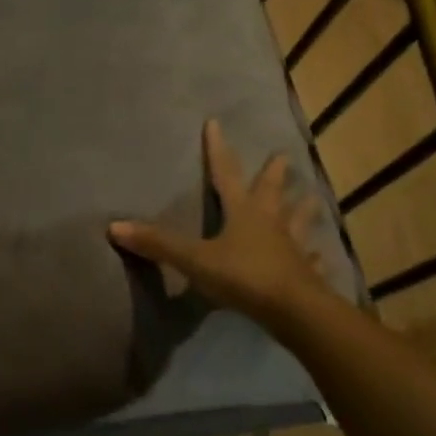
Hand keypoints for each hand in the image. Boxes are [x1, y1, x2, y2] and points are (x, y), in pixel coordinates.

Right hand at [109, 119, 329, 326]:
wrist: (295, 312)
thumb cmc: (244, 277)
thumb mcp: (195, 260)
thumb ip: (158, 243)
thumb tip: (114, 226)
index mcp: (243, 212)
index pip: (225, 173)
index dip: (217, 149)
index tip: (215, 123)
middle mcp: (270, 222)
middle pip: (271, 192)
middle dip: (274, 174)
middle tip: (281, 156)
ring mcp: (292, 248)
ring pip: (299, 222)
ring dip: (303, 210)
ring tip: (312, 197)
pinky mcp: (306, 275)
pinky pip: (310, 261)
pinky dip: (314, 257)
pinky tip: (321, 256)